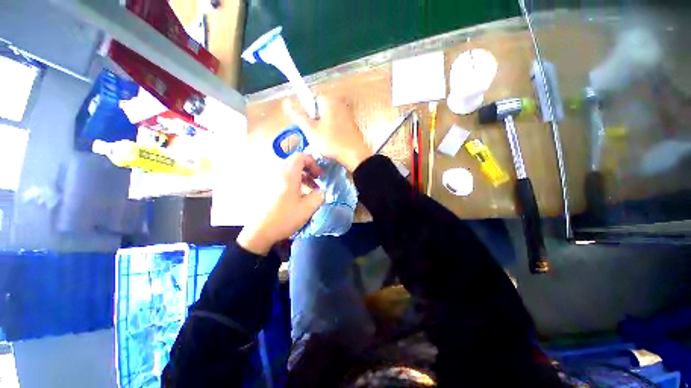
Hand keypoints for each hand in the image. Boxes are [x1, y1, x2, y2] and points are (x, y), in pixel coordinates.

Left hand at [237, 153, 324, 254]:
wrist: (260, 232)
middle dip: (308, 169)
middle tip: (316, 180)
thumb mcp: (308, 208)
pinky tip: (297, 195)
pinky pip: (282, 177)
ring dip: (301, 176)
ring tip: (309, 189)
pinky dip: (293, 181)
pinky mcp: (266, 187)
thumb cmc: (285, 218)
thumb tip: (320, 191)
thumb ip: (319, 196)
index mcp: (288, 175)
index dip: (313, 163)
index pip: (300, 156)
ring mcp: (270, 180)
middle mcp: (277, 173)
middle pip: (294, 162)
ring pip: (288, 170)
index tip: (319, 176)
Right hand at [284, 96, 371, 170]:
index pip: (309, 97)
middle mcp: (338, 102)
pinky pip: (335, 123)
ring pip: (326, 117)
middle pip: (318, 108)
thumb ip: (298, 115)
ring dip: (321, 126)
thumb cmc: (332, 142)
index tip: (306, 125)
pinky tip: (331, 141)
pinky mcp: (350, 123)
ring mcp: (346, 113)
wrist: (355, 156)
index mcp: (328, 100)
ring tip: (322, 140)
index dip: (305, 111)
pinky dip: (330, 130)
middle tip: (313, 134)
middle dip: (313, 120)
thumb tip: (286, 101)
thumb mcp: (311, 130)